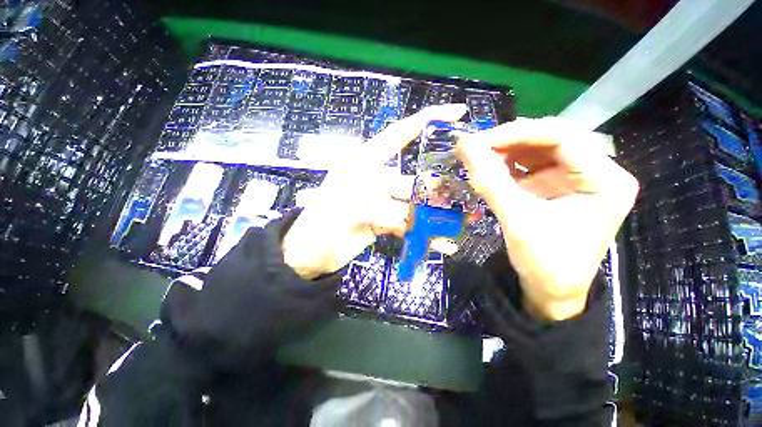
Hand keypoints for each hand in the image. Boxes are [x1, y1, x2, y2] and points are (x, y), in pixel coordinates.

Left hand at [282, 104, 468, 278]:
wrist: (309, 253)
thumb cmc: (321, 223)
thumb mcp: (348, 207)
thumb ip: (384, 209)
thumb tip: (415, 217)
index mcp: (365, 162)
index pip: (399, 134)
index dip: (427, 121)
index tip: (458, 114)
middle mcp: (377, 178)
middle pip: (414, 179)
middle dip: (437, 188)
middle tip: (464, 198)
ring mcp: (381, 201)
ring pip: (414, 204)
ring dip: (433, 214)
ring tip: (457, 223)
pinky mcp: (383, 221)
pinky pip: (407, 224)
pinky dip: (423, 232)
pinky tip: (441, 241)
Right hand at [455, 117, 637, 320]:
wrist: (552, 291)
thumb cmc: (545, 263)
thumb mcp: (517, 221)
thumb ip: (491, 181)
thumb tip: (465, 147)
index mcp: (604, 180)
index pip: (562, 137)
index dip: (517, 134)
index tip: (480, 141)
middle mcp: (597, 172)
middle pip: (551, 139)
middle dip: (510, 141)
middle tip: (476, 147)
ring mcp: (577, 178)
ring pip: (539, 149)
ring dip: (507, 150)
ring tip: (478, 156)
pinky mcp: (559, 186)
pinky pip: (532, 165)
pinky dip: (508, 163)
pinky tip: (490, 167)